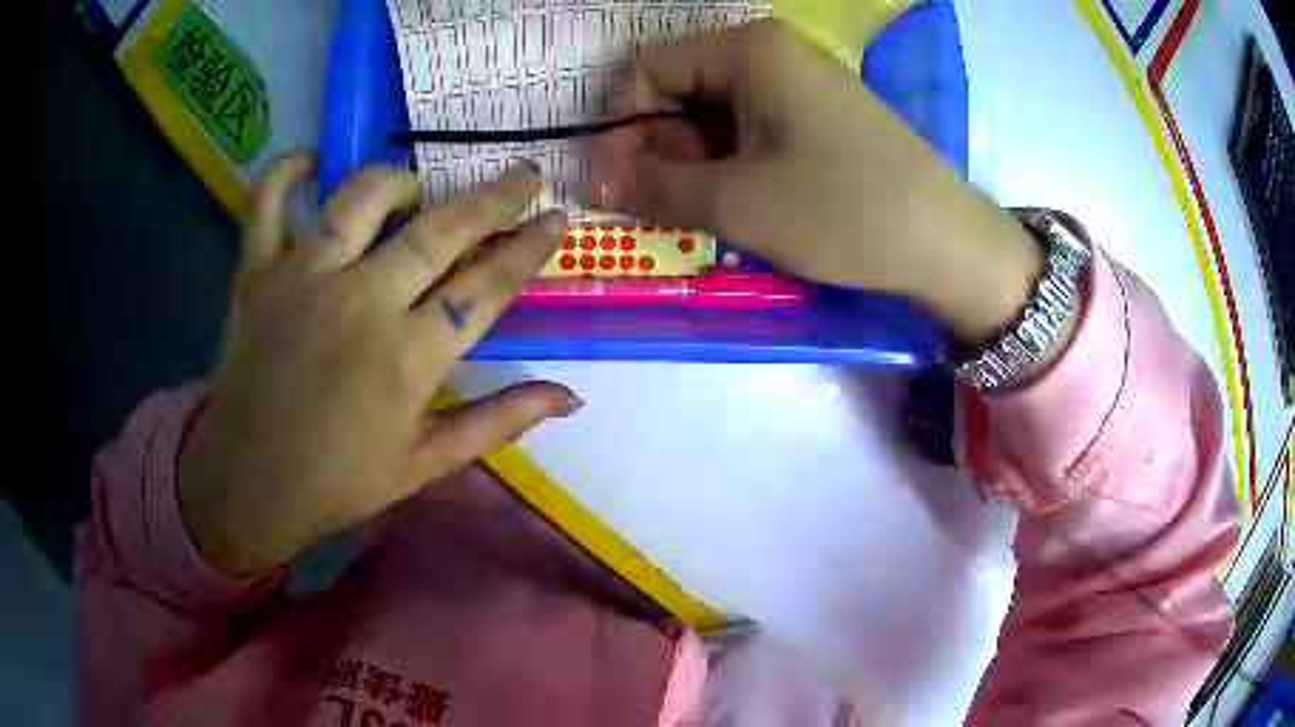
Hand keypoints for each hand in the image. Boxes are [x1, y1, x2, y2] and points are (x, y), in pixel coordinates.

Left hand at [179, 154, 580, 576]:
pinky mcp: (255, 276)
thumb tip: (570, 397)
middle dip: (494, 196)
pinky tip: (308, 164)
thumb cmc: (339, 482)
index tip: (560, 217)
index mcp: (407, 358)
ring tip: (414, 188)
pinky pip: (266, 205)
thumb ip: (497, 422)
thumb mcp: (425, 464)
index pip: (486, 287)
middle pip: (438, 230)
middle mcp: (359, 303)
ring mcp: (300, 280)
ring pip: (358, 198)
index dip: (529, 248)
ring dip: (398, 181)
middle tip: (524, 174)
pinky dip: (284, 174)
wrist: (247, 486)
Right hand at [592, 20, 1042, 340]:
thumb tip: (597, 183)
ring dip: (695, 163)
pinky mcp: (823, 116)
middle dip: (660, 148)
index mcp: (749, 50)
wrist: (946, 242)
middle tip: (657, 208)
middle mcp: (774, 53)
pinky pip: (756, 129)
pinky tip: (739, 204)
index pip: (650, 70)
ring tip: (699, 214)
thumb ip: (655, 188)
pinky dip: (733, 165)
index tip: (615, 183)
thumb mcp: (737, 203)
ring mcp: (803, 83)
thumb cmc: (841, 211)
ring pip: (719, 114)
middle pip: (684, 89)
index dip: (623, 126)